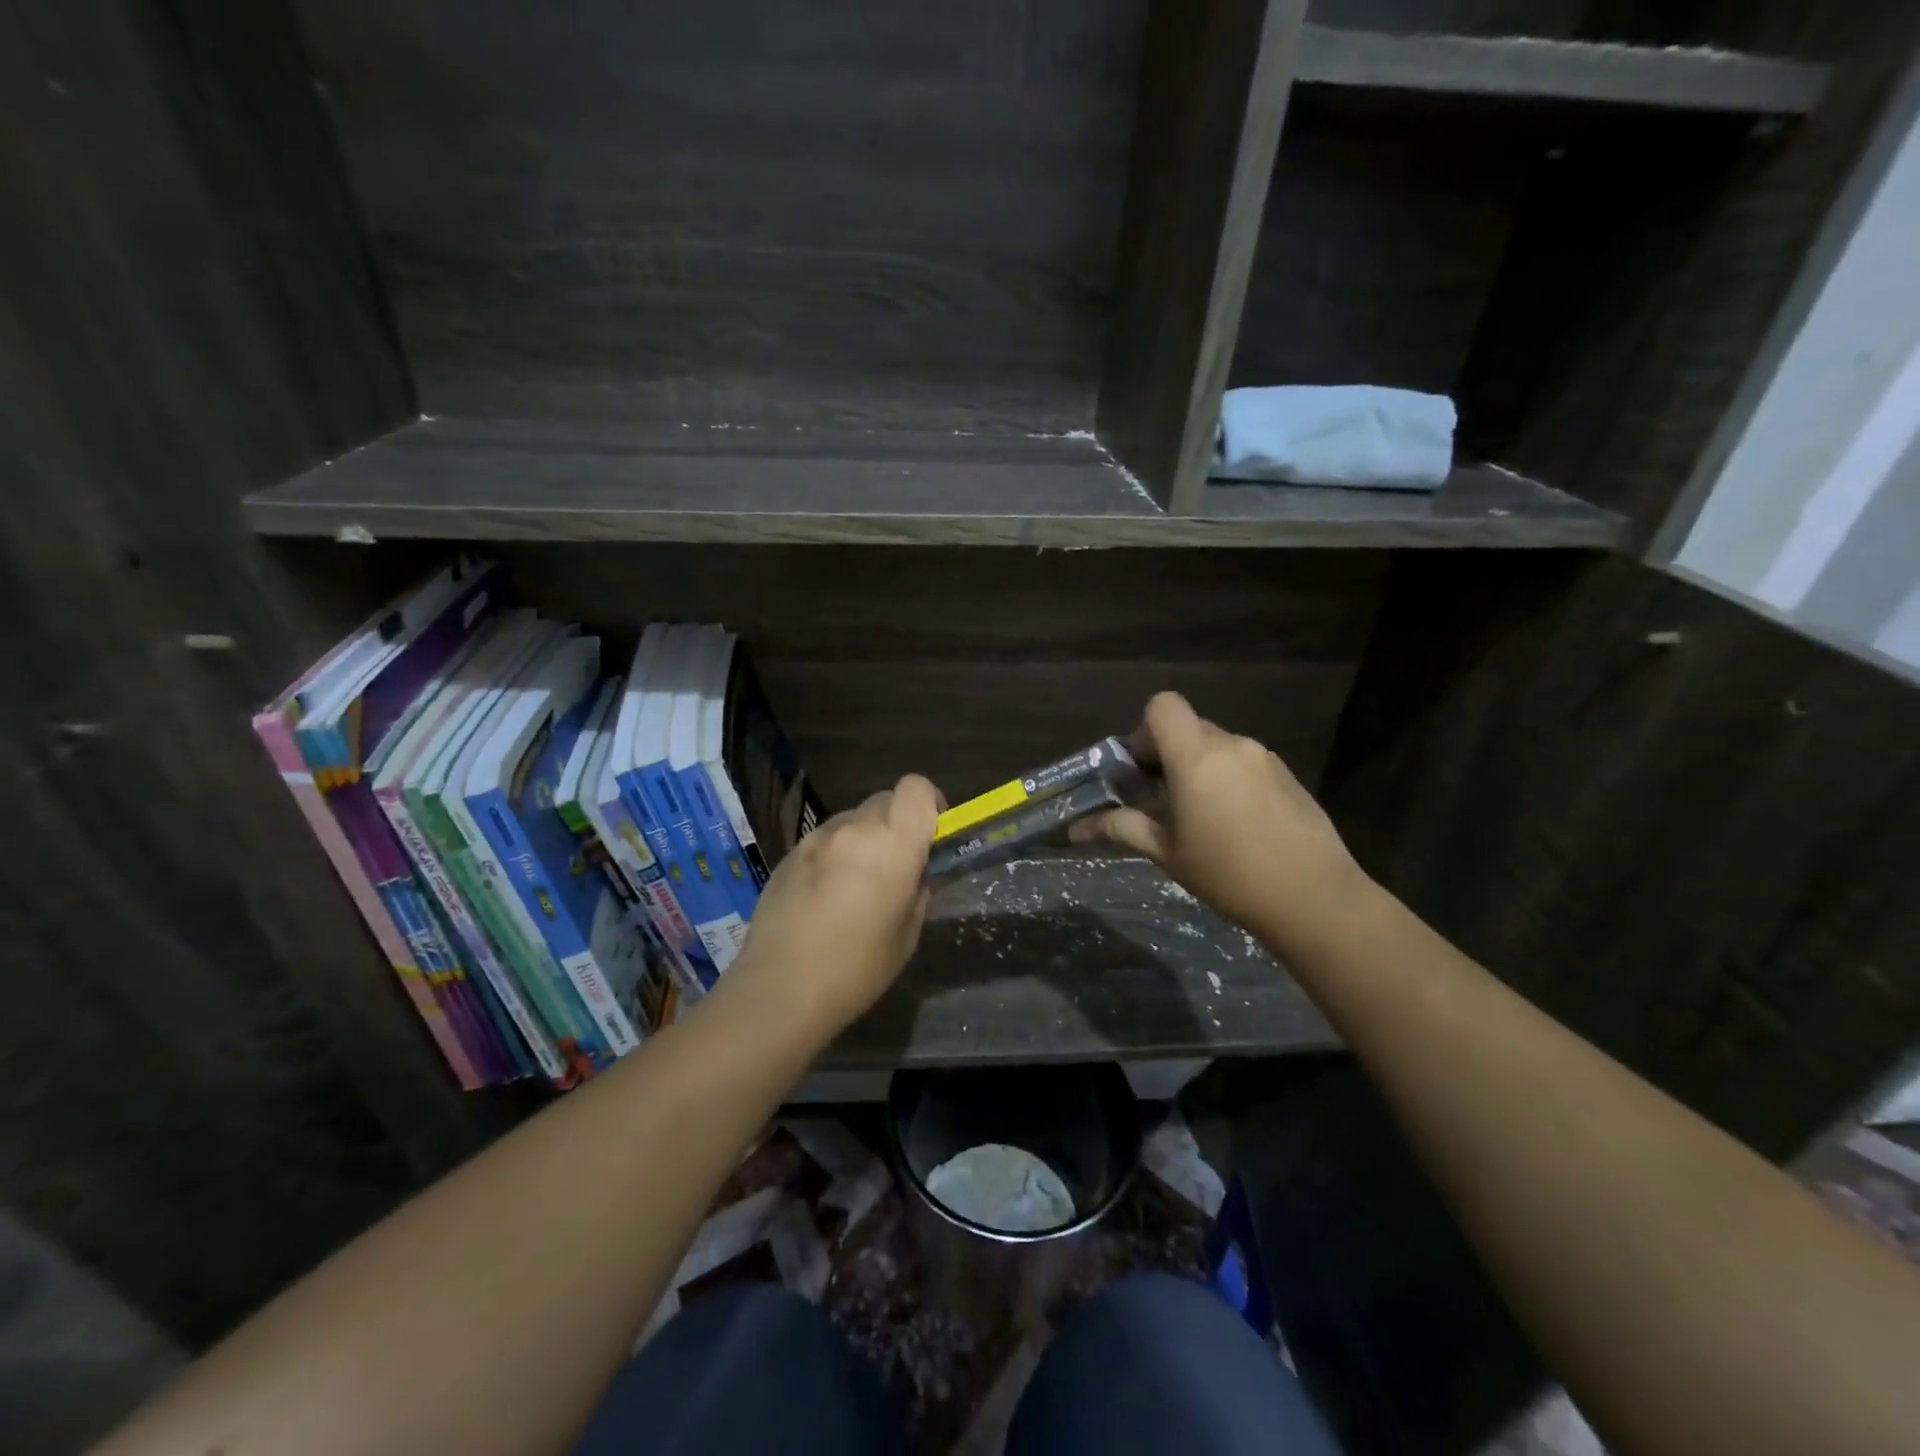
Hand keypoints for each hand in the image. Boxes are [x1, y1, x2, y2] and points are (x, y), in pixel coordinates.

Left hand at [732, 774, 942, 1033]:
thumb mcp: (907, 934)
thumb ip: (917, 889)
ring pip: (853, 819)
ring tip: (856, 884)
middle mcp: (854, 829)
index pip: (916, 787)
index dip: (929, 802)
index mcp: (893, 844)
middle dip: (897, 823)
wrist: (780, 990)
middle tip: (896, 863)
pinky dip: (835, 854)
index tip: (932, 831)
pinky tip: (825, 896)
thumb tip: (915, 871)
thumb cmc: (857, 969)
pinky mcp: (789, 854)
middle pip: (885, 800)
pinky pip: (825, 840)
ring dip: (864, 838)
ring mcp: (816, 838)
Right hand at [1071, 692, 1368, 945]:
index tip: (1141, 770)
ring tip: (1201, 817)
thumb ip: (1123, 828)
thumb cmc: (1229, 874)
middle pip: (1188, 727)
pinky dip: (1229, 779)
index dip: (1144, 730)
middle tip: (1162, 800)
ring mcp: (1265, 758)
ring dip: (1200, 768)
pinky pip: (1245, 763)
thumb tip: (1077, 829)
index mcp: (1197, 757)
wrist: (1314, 898)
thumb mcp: (1167, 853)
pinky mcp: (1288, 775)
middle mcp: (1232, 745)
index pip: (1163, 706)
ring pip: (1218, 746)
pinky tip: (1237, 824)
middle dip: (1168, 755)